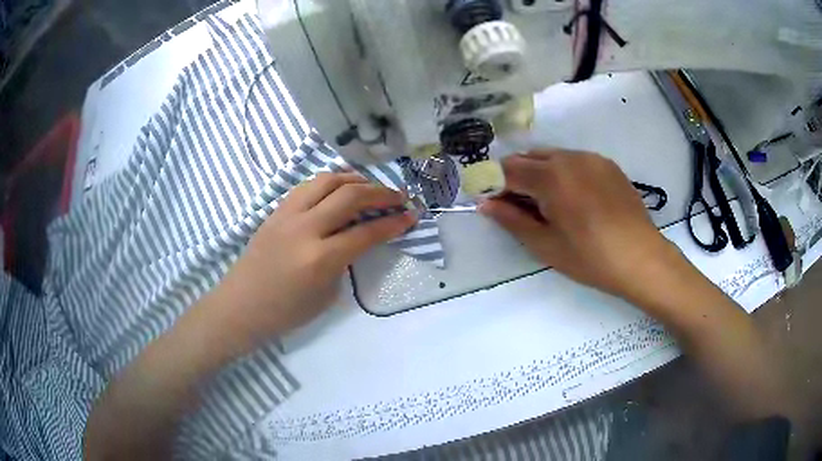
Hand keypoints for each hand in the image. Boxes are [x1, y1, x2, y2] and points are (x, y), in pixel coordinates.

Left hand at [207, 172, 416, 350]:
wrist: (241, 305)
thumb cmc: (285, 312)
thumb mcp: (327, 294)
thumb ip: (345, 261)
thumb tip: (358, 236)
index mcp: (320, 259)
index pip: (366, 232)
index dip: (394, 223)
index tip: (411, 216)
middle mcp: (305, 228)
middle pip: (350, 196)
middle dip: (381, 193)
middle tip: (399, 197)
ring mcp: (287, 215)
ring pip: (327, 180)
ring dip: (355, 180)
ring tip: (370, 187)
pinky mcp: (276, 210)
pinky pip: (308, 186)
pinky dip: (330, 182)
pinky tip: (339, 190)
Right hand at [480, 150, 678, 302]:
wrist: (641, 258)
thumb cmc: (590, 258)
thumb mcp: (546, 245)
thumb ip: (512, 220)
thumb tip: (485, 204)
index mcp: (551, 177)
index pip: (507, 170)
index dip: (493, 185)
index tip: (491, 203)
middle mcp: (569, 157)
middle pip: (528, 157)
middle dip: (515, 177)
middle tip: (518, 207)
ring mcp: (591, 158)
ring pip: (552, 156)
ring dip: (539, 173)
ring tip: (548, 204)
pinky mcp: (607, 164)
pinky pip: (574, 160)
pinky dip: (563, 172)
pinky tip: (574, 199)